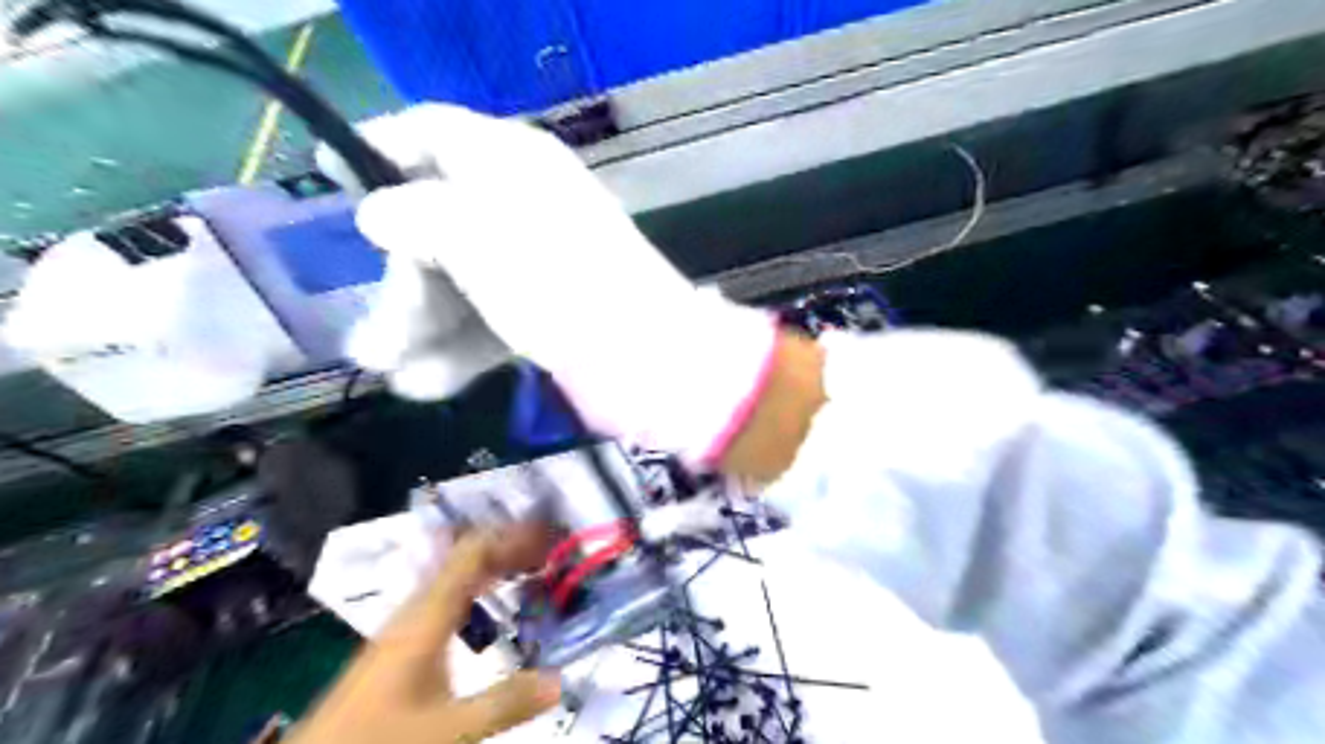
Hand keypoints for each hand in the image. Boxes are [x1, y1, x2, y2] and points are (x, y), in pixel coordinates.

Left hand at [288, 525, 559, 743]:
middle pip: (466, 559)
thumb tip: (561, 679)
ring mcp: (405, 628)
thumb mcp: (446, 733)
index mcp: (426, 617)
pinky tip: (490, 609)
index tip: (549, 536)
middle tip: (550, 552)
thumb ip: (505, 703)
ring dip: (494, 567)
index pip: (472, 554)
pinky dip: (478, 591)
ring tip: (530, 571)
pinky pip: (448, 600)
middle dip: (509, 548)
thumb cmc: (376, 743)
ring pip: (456, 578)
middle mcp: (416, 612)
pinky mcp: (400, 647)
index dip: (511, 538)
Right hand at [353, 106, 778, 464]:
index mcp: (511, 162)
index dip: (379, 146)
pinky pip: (493, 321)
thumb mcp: (472, 234)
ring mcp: (539, 263)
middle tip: (371, 343)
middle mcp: (524, 205)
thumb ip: (415, 215)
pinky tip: (427, 384)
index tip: (326, 170)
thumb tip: (378, 212)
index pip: (433, 133)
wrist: (643, 353)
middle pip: (437, 226)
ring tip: (389, 372)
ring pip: (461, 283)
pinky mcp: (551, 311)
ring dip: (420, 327)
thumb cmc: (553, 280)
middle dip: (400, 284)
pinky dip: (461, 350)